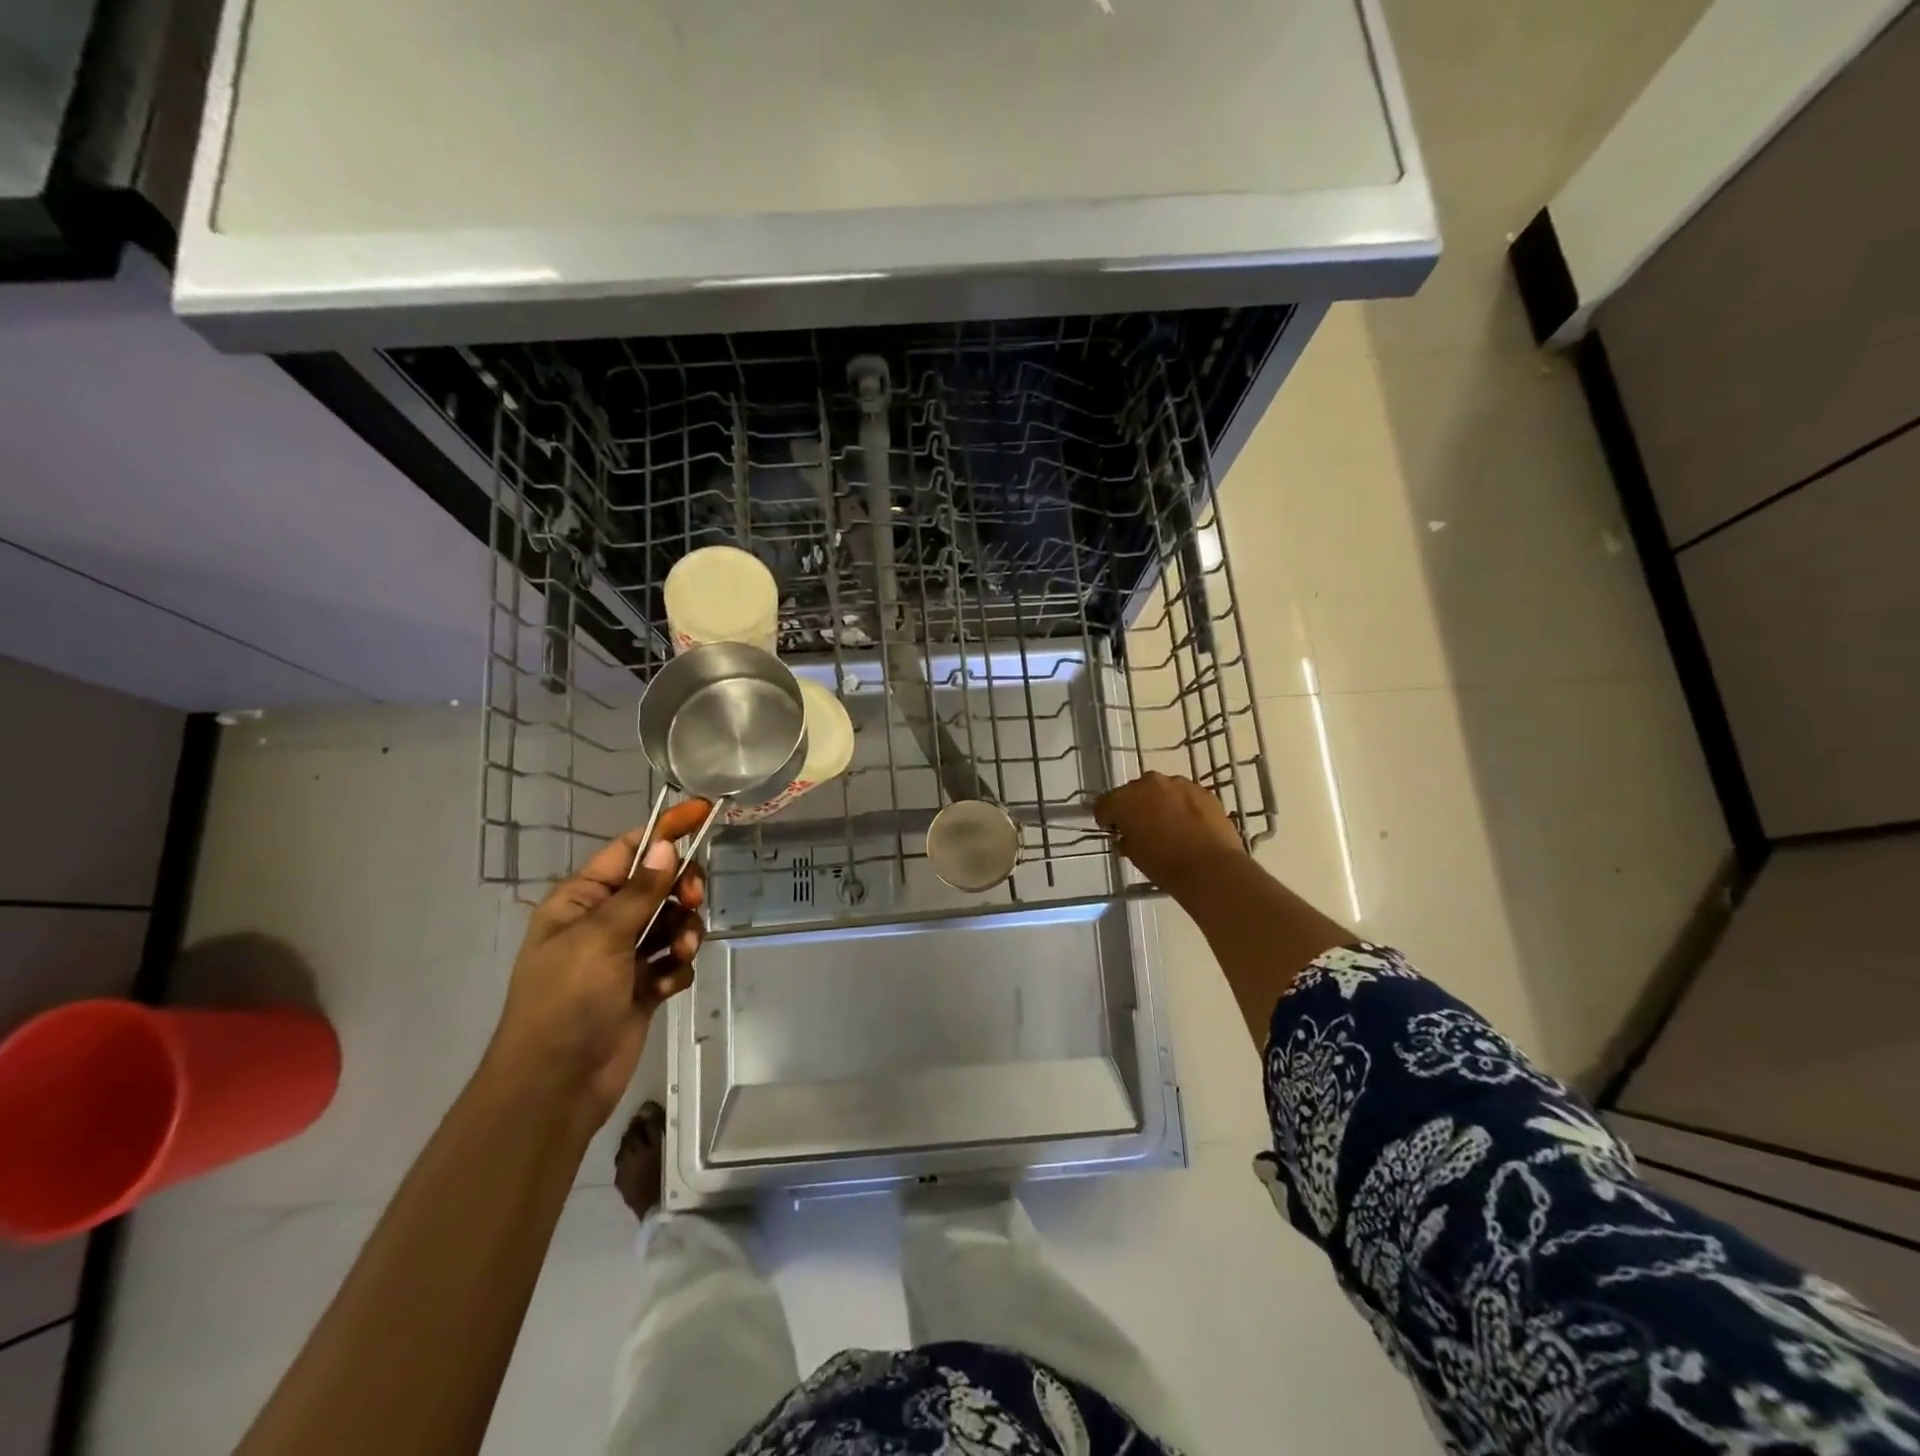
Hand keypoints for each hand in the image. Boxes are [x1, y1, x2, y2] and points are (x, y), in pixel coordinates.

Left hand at [487, 802, 709, 1124]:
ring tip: (678, 954)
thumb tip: (665, 846)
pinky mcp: (642, 984)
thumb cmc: (567, 999)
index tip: (703, 812)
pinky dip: (675, 968)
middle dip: (680, 891)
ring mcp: (624, 954)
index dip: (666, 830)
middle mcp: (604, 921)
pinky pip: (673, 959)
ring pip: (672, 922)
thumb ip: (640, 891)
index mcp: (581, 900)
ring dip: (683, 933)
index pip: (630, 850)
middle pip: (659, 884)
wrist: (557, 1082)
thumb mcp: (601, 936)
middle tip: (690, 902)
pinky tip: (665, 986)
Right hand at [1094, 771, 1245, 898]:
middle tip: (1139, 827)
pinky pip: (1184, 796)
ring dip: (1159, 803)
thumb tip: (1127, 836)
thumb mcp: (1135, 855)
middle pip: (1133, 792)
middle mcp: (1149, 783)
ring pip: (1161, 790)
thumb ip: (1126, 839)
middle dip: (1133, 807)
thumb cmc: (1165, 865)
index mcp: (1125, 799)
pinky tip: (1189, 825)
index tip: (1111, 829)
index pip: (1104, 803)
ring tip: (1167, 825)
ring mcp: (1179, 784)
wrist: (1212, 869)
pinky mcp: (1203, 791)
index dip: (1106, 817)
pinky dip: (1182, 806)